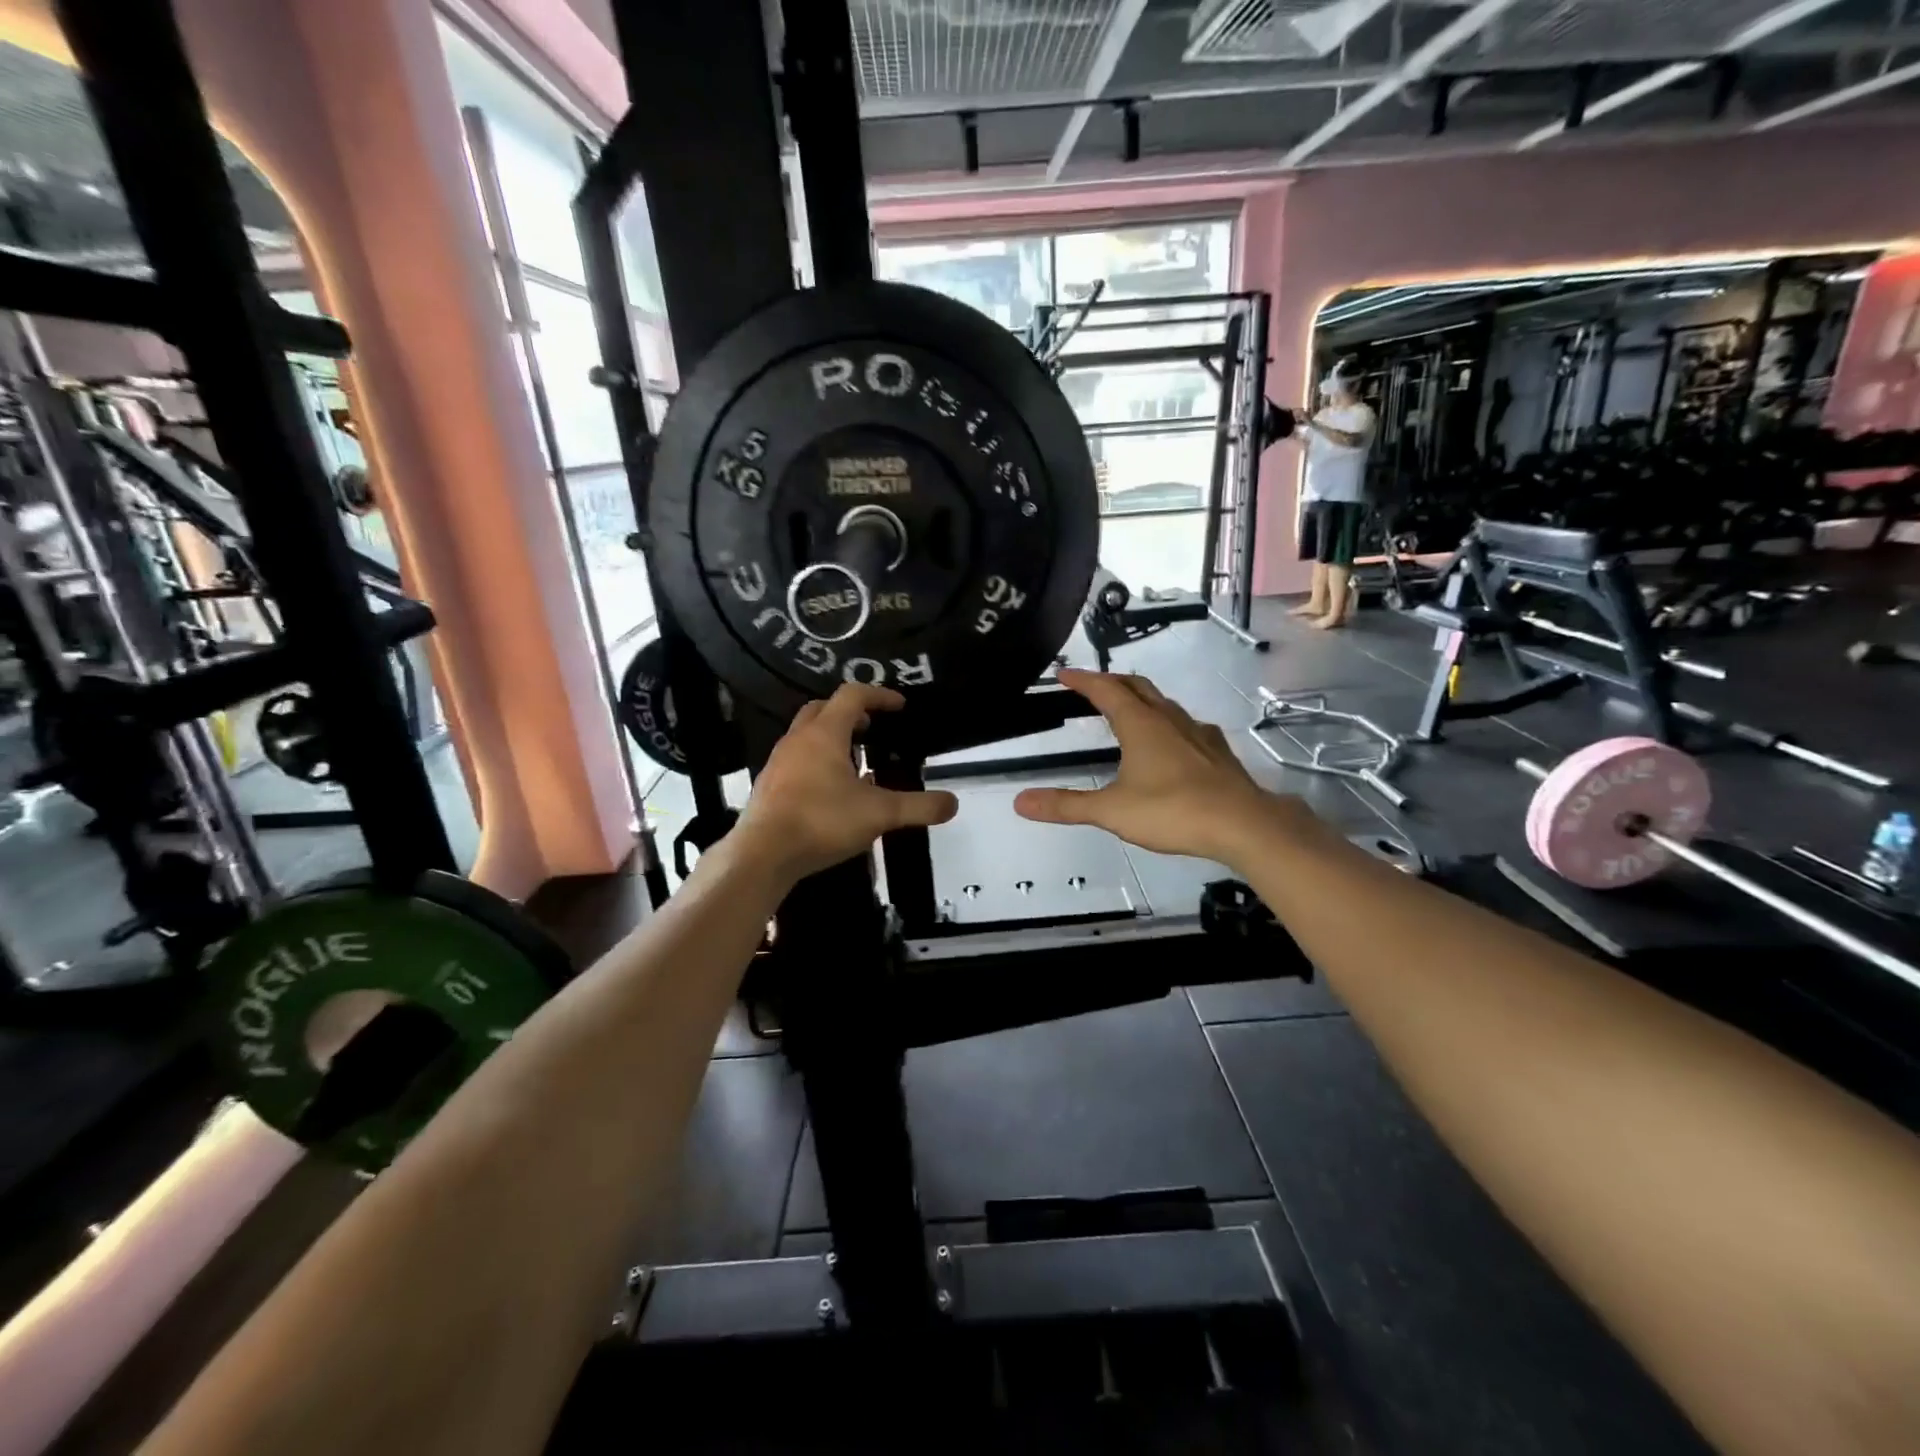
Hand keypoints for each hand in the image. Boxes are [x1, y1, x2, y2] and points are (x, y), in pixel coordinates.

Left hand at [736, 684, 957, 881]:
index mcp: (825, 733)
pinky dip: (818, 760)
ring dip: (833, 737)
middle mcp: (799, 739)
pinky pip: (797, 758)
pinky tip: (832, 790)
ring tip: (856, 761)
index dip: (879, 695)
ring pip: (807, 734)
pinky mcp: (770, 784)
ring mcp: (779, 761)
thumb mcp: (879, 814)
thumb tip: (953, 803)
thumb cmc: (822, 821)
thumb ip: (918, 807)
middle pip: (823, 708)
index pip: (853, 696)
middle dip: (850, 712)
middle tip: (872, 727)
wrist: (763, 853)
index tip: (900, 706)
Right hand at [1013, 669, 1302, 863]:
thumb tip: (1020, 802)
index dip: (1083, 680)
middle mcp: (1169, 719)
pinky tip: (1170, 741)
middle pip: (1137, 686)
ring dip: (1141, 698)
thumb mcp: (1111, 811)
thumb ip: (1066, 805)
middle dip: (1112, 681)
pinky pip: (1185, 724)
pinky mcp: (1216, 751)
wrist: (1243, 824)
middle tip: (1092, 685)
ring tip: (1127, 709)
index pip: (1106, 690)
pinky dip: (1166, 722)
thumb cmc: (1173, 811)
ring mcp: (1197, 732)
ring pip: (1164, 703)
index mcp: (1140, 724)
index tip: (1065, 674)